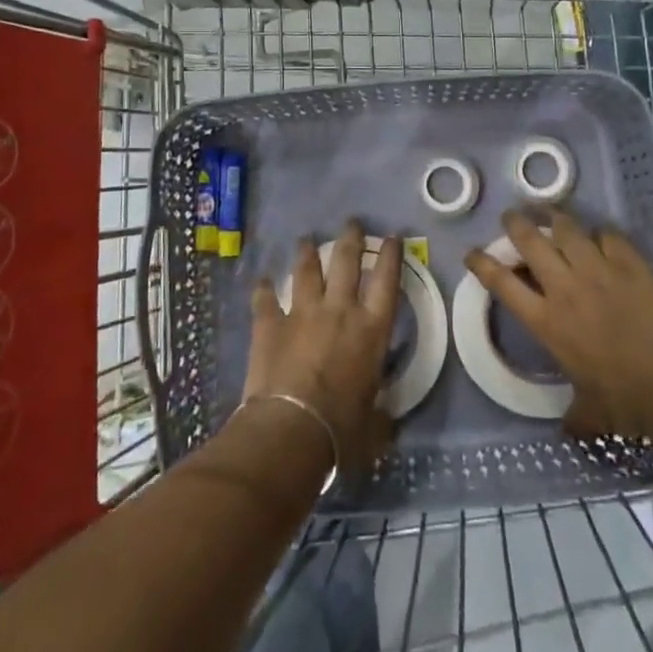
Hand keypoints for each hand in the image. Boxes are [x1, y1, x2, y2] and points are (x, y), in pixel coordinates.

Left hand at [243, 221, 400, 473]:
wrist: (292, 429)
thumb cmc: (342, 429)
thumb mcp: (374, 424)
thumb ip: (379, 413)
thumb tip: (385, 420)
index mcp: (371, 329)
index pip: (387, 280)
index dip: (391, 255)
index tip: (391, 236)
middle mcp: (339, 310)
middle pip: (346, 261)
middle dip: (351, 238)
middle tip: (352, 222)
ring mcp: (302, 313)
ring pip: (306, 271)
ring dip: (307, 253)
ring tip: (306, 239)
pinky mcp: (270, 324)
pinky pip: (265, 299)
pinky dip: (263, 289)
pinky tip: (261, 280)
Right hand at [463, 208, 652, 441]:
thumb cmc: (625, 402)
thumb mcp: (589, 413)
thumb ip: (574, 417)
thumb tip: (569, 431)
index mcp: (546, 321)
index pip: (502, 283)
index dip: (482, 263)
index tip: (472, 253)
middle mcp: (565, 287)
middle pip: (530, 240)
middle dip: (515, 223)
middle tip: (511, 216)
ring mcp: (598, 270)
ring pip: (567, 229)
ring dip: (555, 219)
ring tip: (551, 215)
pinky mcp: (630, 263)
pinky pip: (608, 235)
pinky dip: (600, 234)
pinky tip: (601, 237)